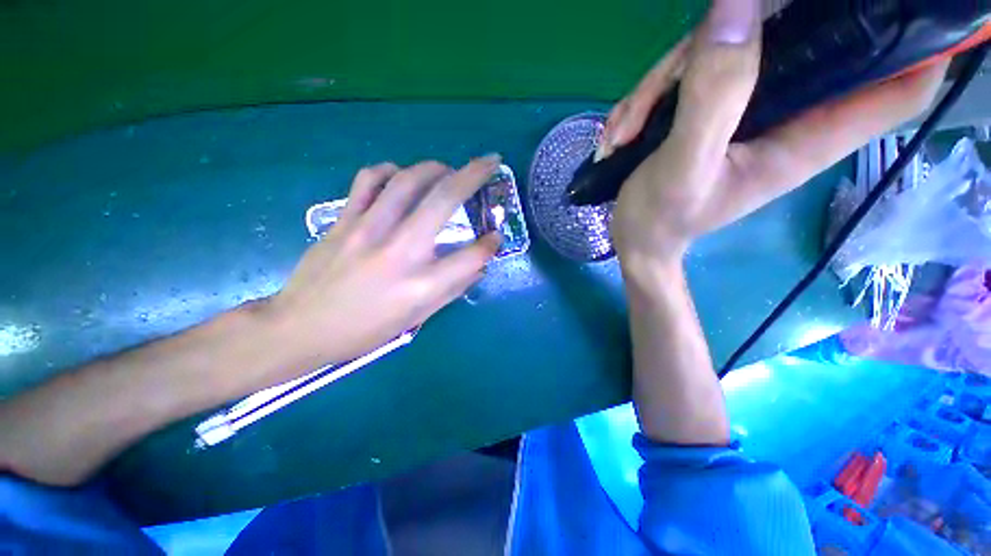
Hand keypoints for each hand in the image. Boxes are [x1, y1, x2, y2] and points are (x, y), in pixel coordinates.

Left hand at [266, 156, 501, 369]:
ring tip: (447, 169)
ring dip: (435, 167)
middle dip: (475, 174)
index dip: (491, 244)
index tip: (495, 236)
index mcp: (422, 284)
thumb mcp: (417, 318)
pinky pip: (369, 180)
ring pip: (408, 179)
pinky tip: (399, 175)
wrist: (301, 327)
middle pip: (444, 200)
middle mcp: (400, 251)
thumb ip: (453, 289)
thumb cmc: (366, 330)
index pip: (472, 256)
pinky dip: (390, 170)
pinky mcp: (343, 220)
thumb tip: (478, 266)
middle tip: (489, 162)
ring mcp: (368, 230)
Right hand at [604, 0, 947, 276]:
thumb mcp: (683, 167)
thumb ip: (712, 96)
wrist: (636, 239)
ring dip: (665, 79)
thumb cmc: (659, 219)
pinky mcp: (712, 110)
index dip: (920, 46)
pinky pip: (690, 73)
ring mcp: (745, 109)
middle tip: (675, 72)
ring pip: (727, 49)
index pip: (900, 89)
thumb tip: (737, 6)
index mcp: (805, 139)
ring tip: (627, 128)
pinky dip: (650, 95)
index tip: (899, 10)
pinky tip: (624, 130)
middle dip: (737, 35)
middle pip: (798, 39)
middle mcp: (788, 115)